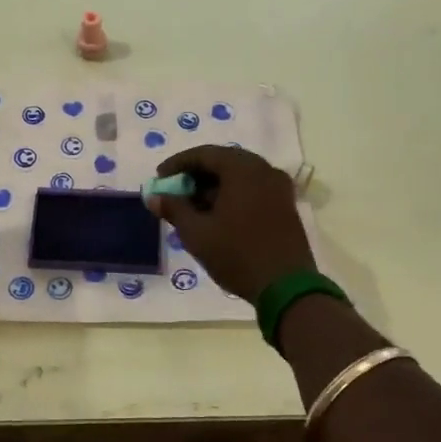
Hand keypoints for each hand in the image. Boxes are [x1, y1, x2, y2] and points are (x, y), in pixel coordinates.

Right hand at [147, 145, 314, 302]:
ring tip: (193, 206)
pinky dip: (232, 194)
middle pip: (223, 161)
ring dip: (214, 186)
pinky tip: (217, 215)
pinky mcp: (286, 205)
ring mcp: (279, 187)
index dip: (177, 164)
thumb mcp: (197, 233)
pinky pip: (253, 188)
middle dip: (196, 174)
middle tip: (175, 191)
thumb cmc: (237, 254)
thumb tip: (154, 197)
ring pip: (239, 176)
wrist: (286, 287)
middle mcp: (264, 169)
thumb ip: (174, 209)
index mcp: (243, 169)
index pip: (204, 154)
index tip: (159, 178)